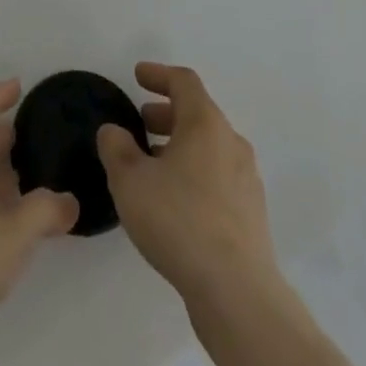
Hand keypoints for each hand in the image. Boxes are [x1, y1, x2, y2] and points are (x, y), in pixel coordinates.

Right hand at [96, 62, 278, 307]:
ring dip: (180, 145)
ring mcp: (246, 179)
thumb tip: (114, 131)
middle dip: (167, 112)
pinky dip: (194, 172)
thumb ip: (116, 148)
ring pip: (209, 147)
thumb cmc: (179, 221)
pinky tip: (174, 200)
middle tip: (141, 120)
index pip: (183, 82)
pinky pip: (218, 176)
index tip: (138, 75)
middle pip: (198, 113)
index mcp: (205, 123)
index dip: (158, 74)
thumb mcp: (130, 181)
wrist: (237, 292)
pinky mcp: (251, 214)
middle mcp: (231, 142)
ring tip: (152, 163)